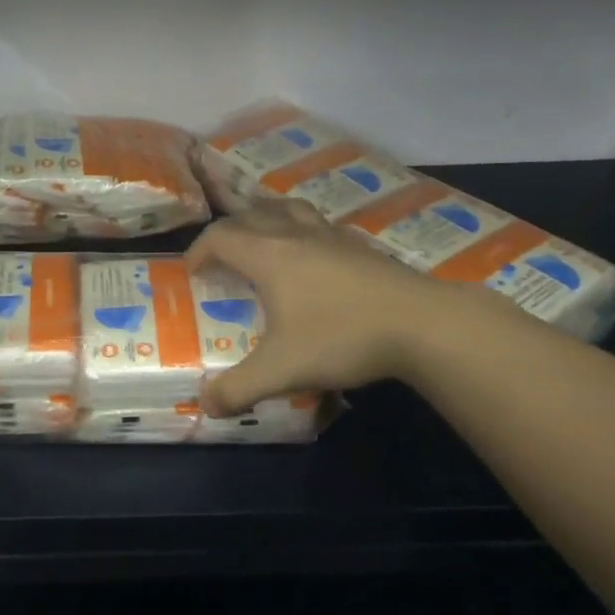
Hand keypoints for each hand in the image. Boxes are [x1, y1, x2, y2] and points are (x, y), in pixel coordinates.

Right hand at [184, 198, 490, 415]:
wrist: (422, 323)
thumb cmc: (342, 337)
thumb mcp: (283, 369)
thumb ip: (239, 388)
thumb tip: (205, 406)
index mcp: (267, 254)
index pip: (219, 236)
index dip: (199, 250)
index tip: (192, 271)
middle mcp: (294, 234)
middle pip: (250, 214)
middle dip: (228, 230)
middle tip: (221, 256)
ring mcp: (330, 234)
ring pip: (287, 208)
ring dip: (265, 216)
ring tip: (261, 235)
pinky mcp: (359, 244)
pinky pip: (318, 223)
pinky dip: (302, 229)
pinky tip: (312, 254)